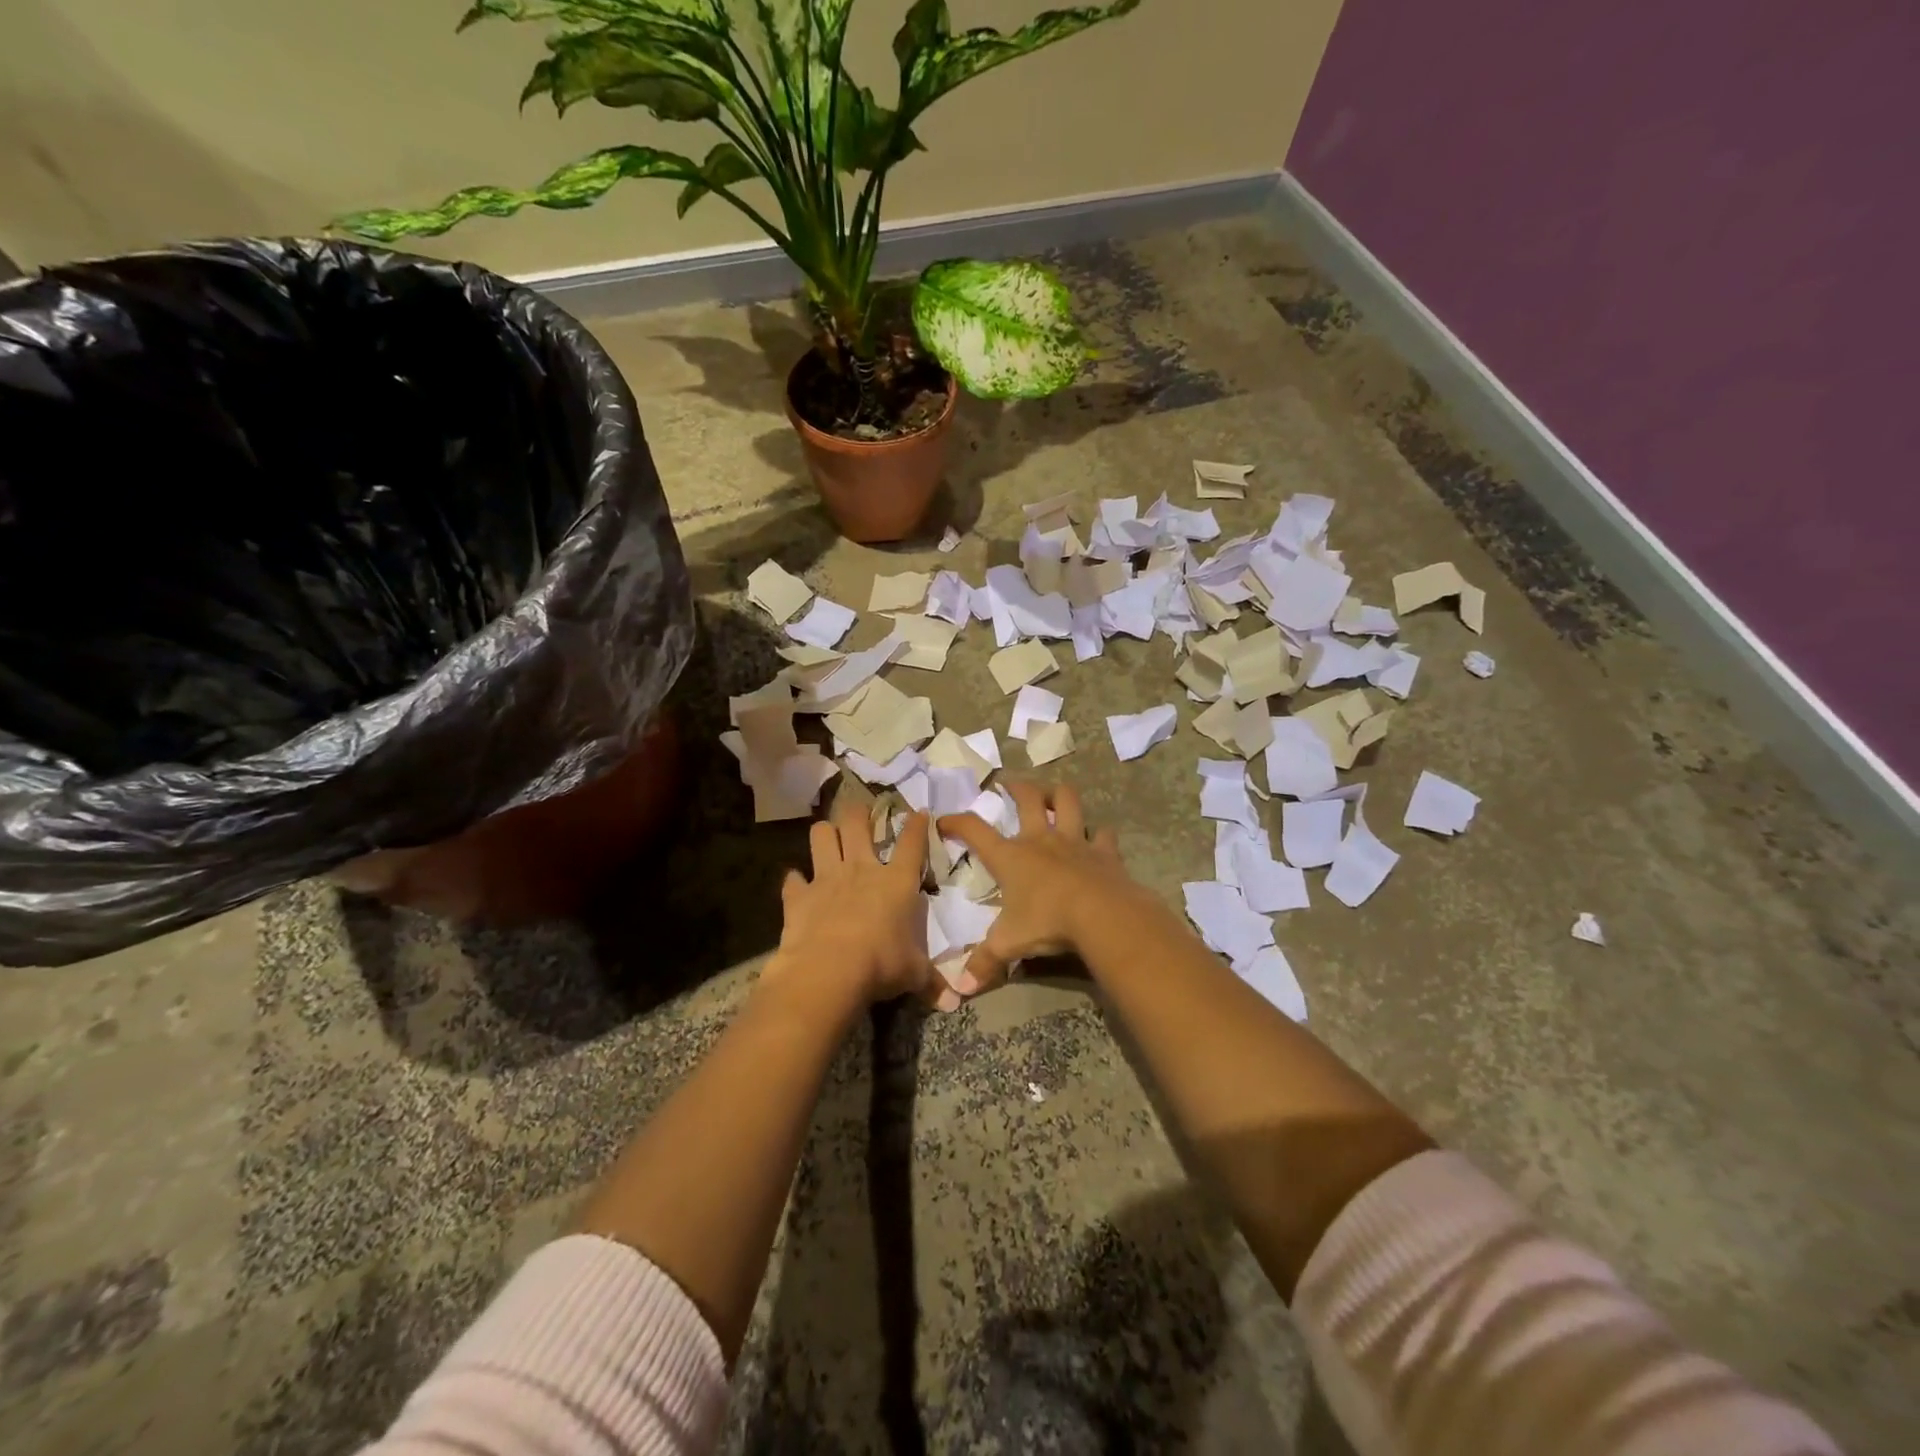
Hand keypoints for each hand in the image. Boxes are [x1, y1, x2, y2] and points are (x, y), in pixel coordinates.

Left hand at [768, 797, 956, 1010]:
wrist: (828, 971)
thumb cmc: (881, 965)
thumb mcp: (914, 974)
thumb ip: (932, 981)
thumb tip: (955, 1001)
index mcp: (896, 881)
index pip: (912, 842)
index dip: (917, 825)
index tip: (920, 812)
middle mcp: (861, 869)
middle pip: (857, 822)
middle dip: (859, 812)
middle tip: (862, 813)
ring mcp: (826, 878)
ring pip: (821, 836)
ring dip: (825, 833)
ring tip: (828, 836)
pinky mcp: (798, 896)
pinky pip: (792, 879)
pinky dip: (795, 881)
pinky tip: (797, 884)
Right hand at [937, 780, 1152, 995]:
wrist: (1102, 915)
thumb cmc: (1047, 922)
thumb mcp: (1009, 944)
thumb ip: (984, 963)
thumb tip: (959, 988)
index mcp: (1011, 857)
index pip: (975, 830)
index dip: (957, 822)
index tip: (944, 820)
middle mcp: (1041, 840)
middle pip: (1028, 799)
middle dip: (1016, 787)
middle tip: (1008, 784)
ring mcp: (1075, 842)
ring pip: (1067, 802)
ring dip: (1059, 794)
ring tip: (1053, 794)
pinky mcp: (1104, 852)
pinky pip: (1102, 835)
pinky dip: (1099, 834)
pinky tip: (1097, 837)